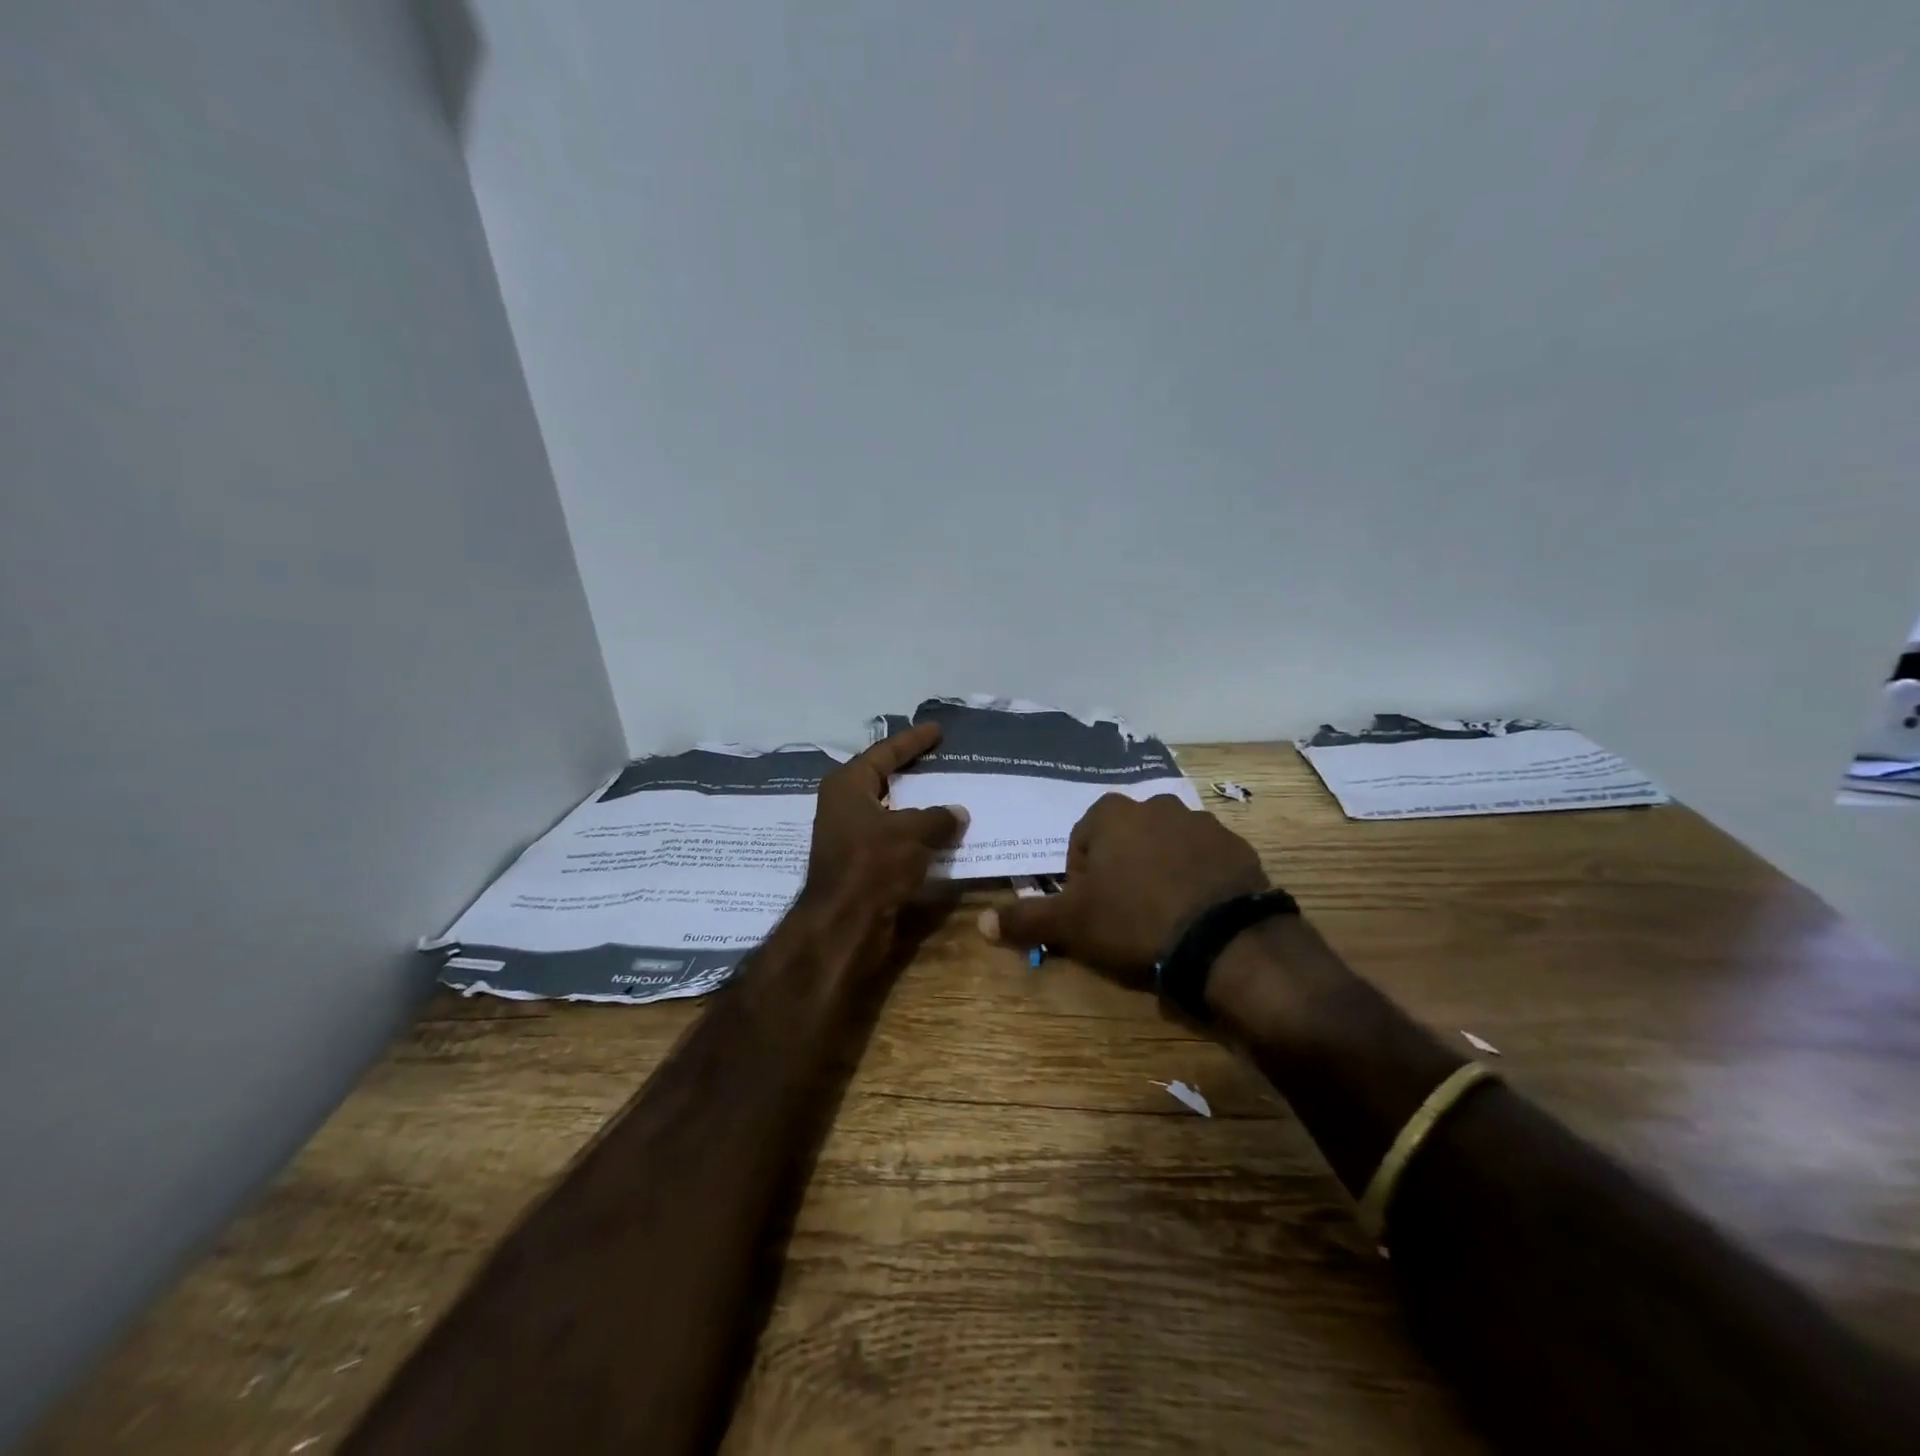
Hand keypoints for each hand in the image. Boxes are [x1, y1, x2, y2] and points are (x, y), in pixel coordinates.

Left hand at [797, 722, 966, 940]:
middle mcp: (844, 806)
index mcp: (847, 785)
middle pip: (884, 780)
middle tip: (944, 760)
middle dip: (914, 772)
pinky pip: (895, 839)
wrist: (844, 925)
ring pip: (891, 812)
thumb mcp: (912, 832)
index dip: (913, 740)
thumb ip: (938, 817)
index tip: (937, 730)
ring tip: (950, 796)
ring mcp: (850, 837)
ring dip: (919, 807)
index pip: (884, 752)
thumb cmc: (872, 865)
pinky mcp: (861, 864)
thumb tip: (958, 812)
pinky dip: (917, 835)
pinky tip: (942, 836)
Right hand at [977, 793, 1267, 985]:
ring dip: (1159, 870)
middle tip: (1125, 914)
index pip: (1082, 841)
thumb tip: (981, 923)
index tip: (1092, 910)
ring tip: (1163, 915)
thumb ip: (1026, 919)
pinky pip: (1203, 859)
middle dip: (1120, 870)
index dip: (1082, 878)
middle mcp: (1156, 805)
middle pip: (1124, 840)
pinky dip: (1195, 878)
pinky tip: (1196, 912)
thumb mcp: (1072, 925)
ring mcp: (1200, 822)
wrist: (1224, 941)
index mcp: (1111, 814)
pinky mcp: (1236, 845)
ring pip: (1165, 846)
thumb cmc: (1134, 922)